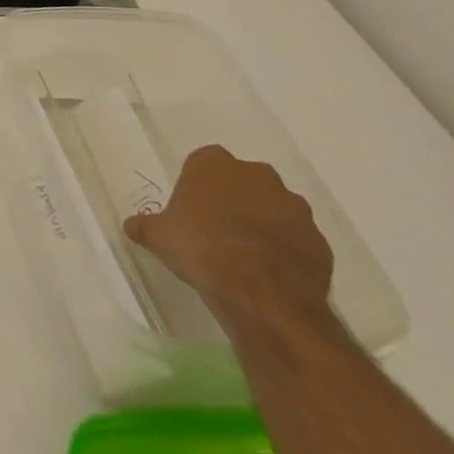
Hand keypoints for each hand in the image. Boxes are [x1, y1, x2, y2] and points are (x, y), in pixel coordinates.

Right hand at [124, 145, 334, 328]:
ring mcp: (294, 208)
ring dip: (264, 222)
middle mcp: (258, 175)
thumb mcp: (158, 236)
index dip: (198, 183)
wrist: (260, 292)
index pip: (205, 161)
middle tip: (218, 227)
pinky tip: (269, 271)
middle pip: (244, 180)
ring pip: (275, 208)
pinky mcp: (320, 240)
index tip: (192, 207)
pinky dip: (287, 249)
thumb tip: (133, 225)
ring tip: (247, 253)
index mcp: (215, 164)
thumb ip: (145, 225)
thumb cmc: (200, 248)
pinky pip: (298, 239)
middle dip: (235, 198)